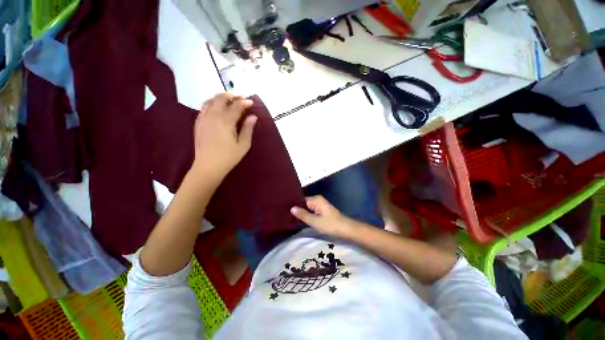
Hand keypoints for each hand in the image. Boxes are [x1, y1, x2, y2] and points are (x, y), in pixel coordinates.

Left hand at [191, 93, 256, 180]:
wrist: (208, 166)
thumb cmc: (229, 157)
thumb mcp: (243, 145)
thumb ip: (248, 129)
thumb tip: (253, 117)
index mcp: (226, 121)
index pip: (236, 106)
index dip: (244, 102)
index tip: (251, 102)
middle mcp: (213, 116)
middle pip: (220, 99)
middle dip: (231, 96)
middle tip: (239, 98)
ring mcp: (203, 119)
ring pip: (210, 101)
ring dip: (220, 97)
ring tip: (228, 99)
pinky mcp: (198, 123)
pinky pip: (203, 108)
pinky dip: (211, 103)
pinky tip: (216, 108)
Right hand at [291, 196, 356, 237]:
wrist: (345, 228)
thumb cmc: (330, 224)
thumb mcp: (314, 221)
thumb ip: (303, 214)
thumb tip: (292, 208)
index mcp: (316, 199)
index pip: (301, 200)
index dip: (294, 205)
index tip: (285, 209)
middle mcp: (318, 199)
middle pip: (304, 203)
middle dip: (297, 209)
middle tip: (287, 214)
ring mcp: (320, 204)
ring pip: (308, 207)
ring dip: (302, 212)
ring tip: (291, 216)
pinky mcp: (322, 209)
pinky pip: (311, 210)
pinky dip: (307, 214)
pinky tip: (301, 219)